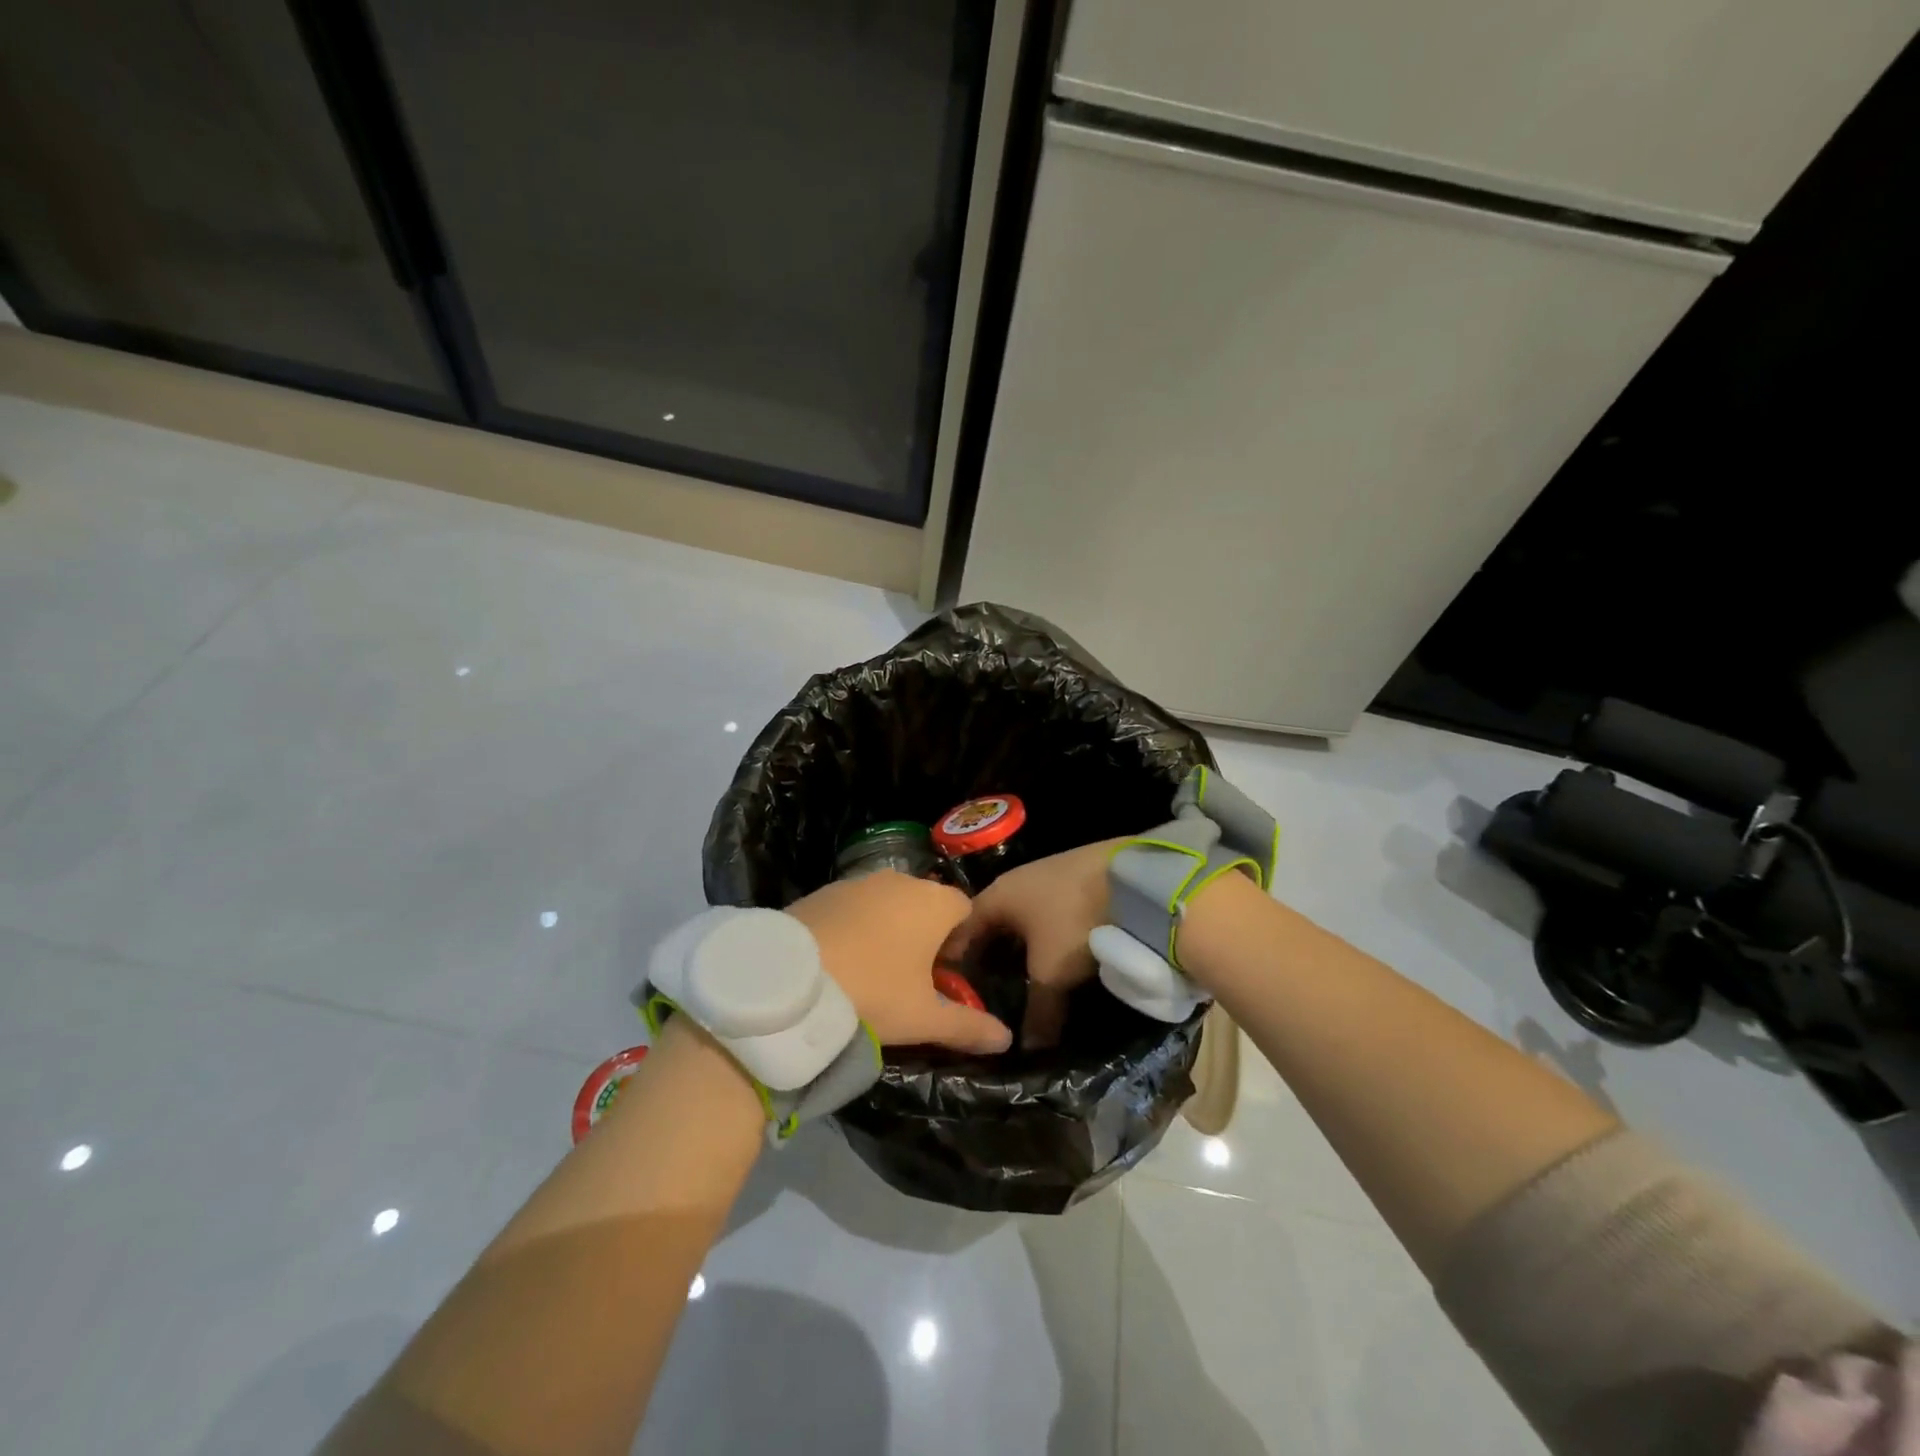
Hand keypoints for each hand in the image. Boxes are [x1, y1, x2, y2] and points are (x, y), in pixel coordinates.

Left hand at [787, 872, 1012, 1053]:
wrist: (791, 980)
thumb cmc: (873, 992)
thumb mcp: (923, 1018)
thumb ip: (968, 1026)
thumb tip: (1006, 1038)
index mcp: (934, 902)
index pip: (965, 909)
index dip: (961, 941)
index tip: (946, 974)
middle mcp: (901, 880)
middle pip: (926, 903)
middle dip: (925, 933)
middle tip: (910, 976)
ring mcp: (859, 881)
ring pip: (888, 902)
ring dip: (889, 927)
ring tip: (872, 969)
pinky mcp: (824, 890)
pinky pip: (854, 905)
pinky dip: (856, 925)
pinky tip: (841, 958)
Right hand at [941, 840, 1125, 1047]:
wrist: (1133, 879)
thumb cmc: (1074, 921)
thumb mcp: (1051, 972)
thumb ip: (1037, 1011)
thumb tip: (1030, 1049)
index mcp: (998, 894)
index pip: (962, 926)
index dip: (955, 957)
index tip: (952, 986)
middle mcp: (1017, 880)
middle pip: (993, 921)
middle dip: (990, 952)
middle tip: (987, 987)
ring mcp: (1049, 876)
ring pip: (1024, 916)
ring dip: (1022, 943)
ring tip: (1023, 975)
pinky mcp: (1078, 878)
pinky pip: (1050, 911)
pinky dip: (1048, 933)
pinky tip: (1058, 952)